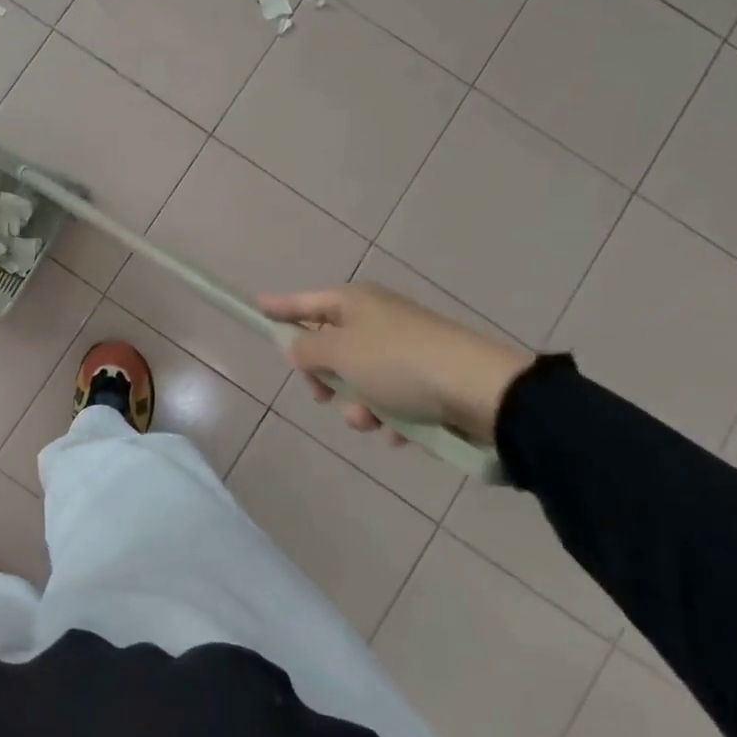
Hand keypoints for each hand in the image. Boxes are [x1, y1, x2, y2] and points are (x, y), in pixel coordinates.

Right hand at [257, 283, 533, 444]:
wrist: (481, 391)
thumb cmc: (398, 364)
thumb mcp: (340, 353)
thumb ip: (307, 350)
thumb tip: (298, 347)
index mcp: (354, 302)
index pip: (304, 302)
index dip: (279, 306)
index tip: (256, 305)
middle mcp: (378, 319)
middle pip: (331, 345)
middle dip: (324, 377)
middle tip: (323, 394)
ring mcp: (405, 348)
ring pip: (360, 379)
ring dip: (358, 405)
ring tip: (373, 421)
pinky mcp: (428, 379)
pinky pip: (392, 399)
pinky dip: (389, 417)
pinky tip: (398, 433)